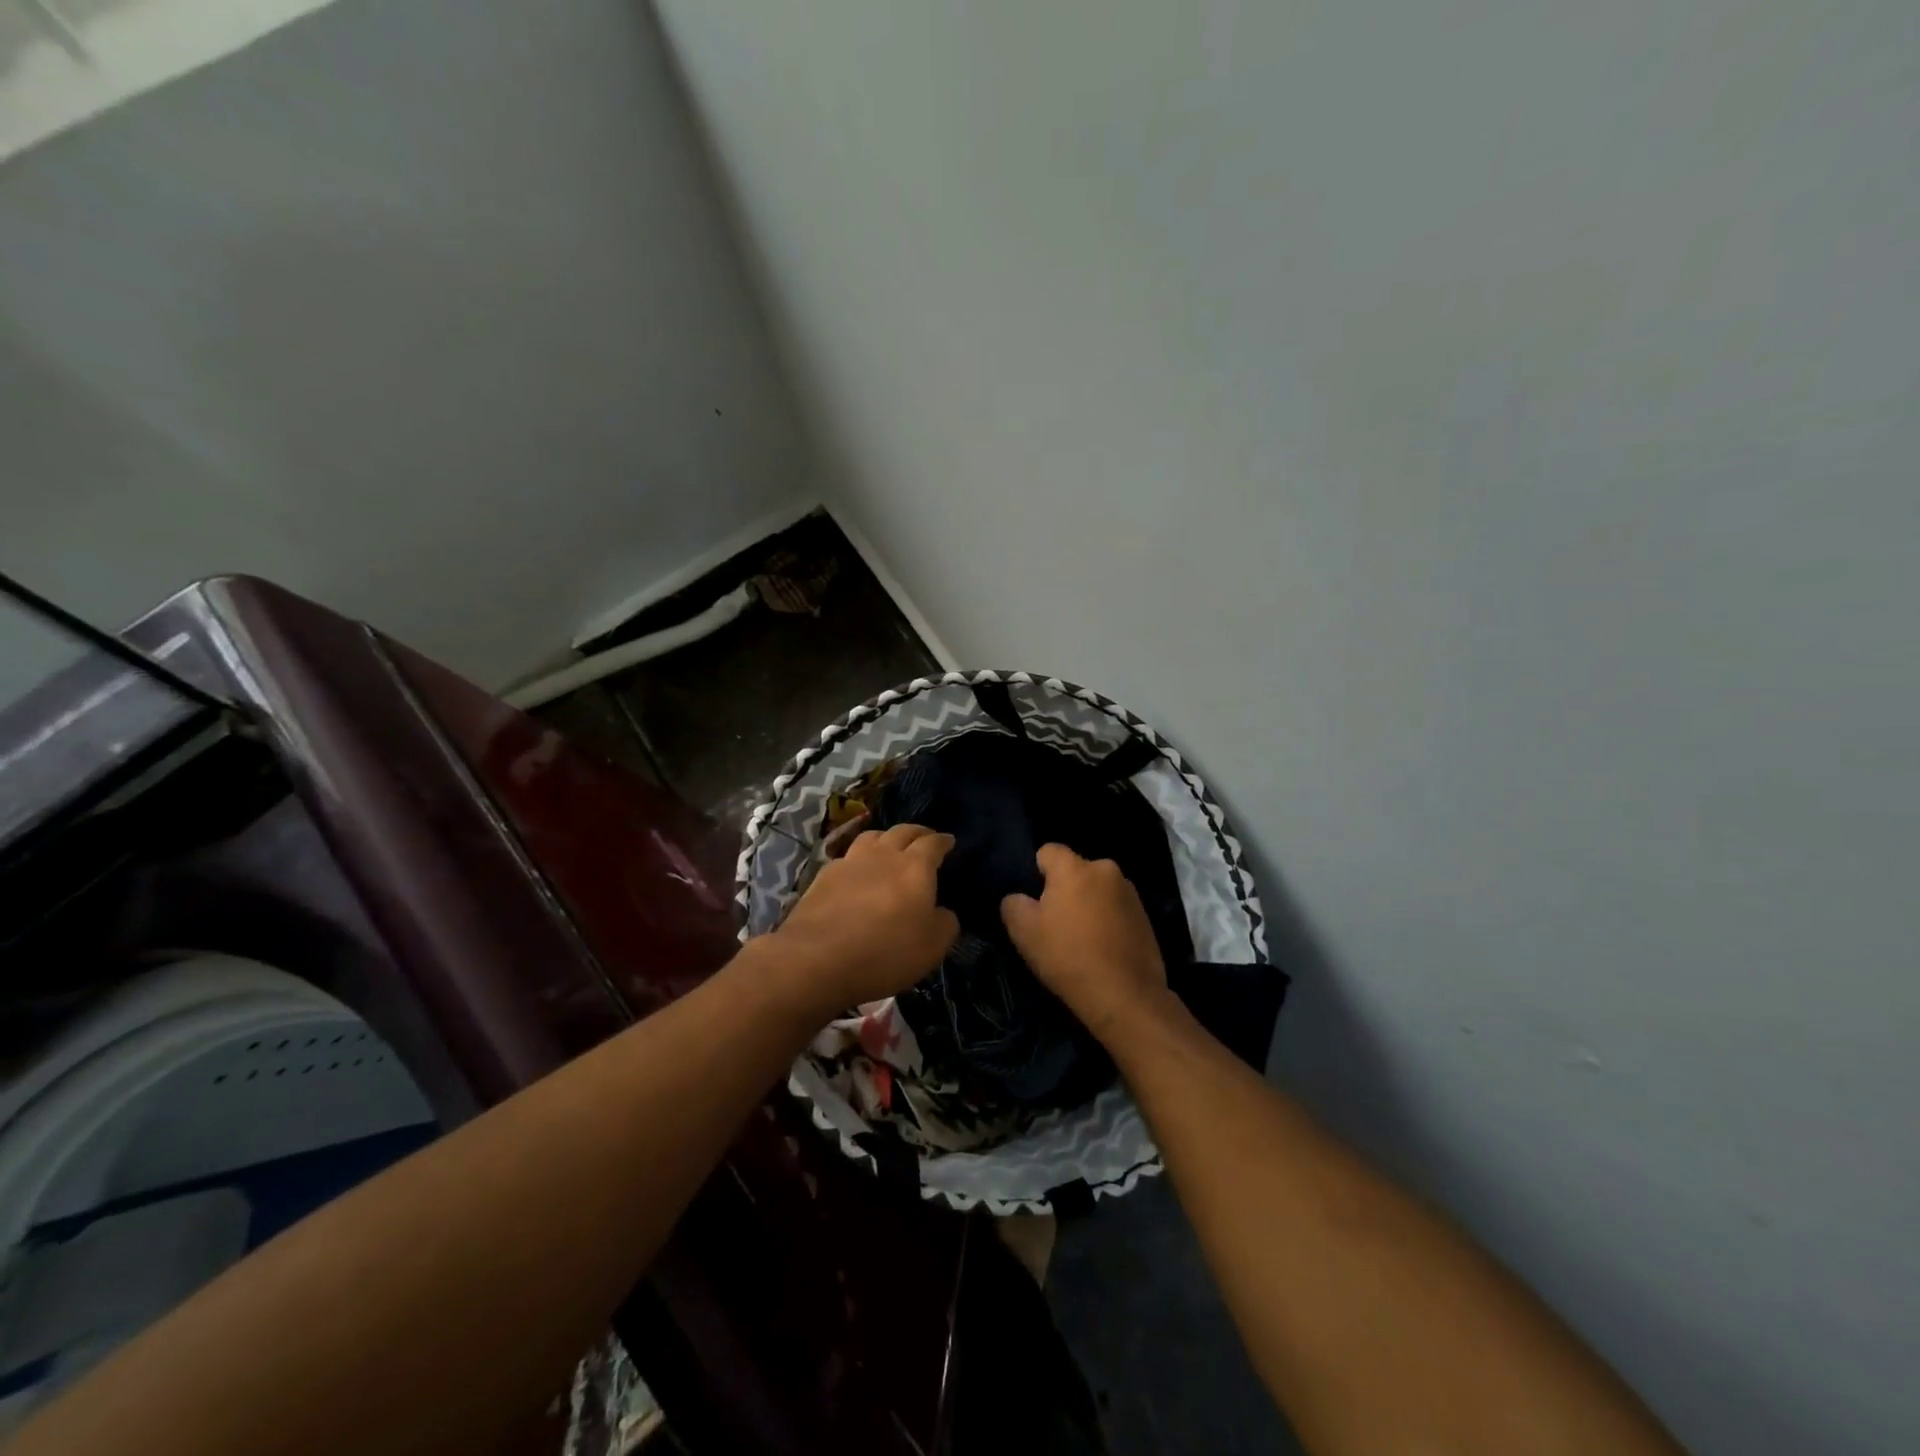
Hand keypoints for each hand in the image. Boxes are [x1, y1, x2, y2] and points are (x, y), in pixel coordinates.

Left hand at [769, 823, 958, 1012]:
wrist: (816, 958)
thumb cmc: (885, 952)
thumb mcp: (933, 946)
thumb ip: (945, 923)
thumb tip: (942, 912)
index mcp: (915, 867)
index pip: (933, 843)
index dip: (943, 841)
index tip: (949, 841)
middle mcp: (883, 855)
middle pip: (902, 831)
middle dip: (917, 832)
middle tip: (924, 838)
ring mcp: (850, 862)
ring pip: (871, 837)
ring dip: (885, 838)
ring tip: (890, 846)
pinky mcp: (823, 876)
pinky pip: (847, 857)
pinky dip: (859, 859)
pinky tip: (857, 871)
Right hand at [1001, 843, 1170, 1039]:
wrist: (1125, 996)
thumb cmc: (1068, 957)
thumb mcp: (1024, 932)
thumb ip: (1013, 904)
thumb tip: (1019, 898)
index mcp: (1075, 868)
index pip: (1048, 851)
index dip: (1037, 873)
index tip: (1035, 902)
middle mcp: (1106, 869)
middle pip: (1075, 871)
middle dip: (1065, 889)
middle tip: (1056, 923)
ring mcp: (1130, 892)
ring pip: (1097, 889)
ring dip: (1088, 904)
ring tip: (1083, 939)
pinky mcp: (1146, 915)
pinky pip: (1116, 908)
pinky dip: (1108, 920)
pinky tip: (1104, 948)